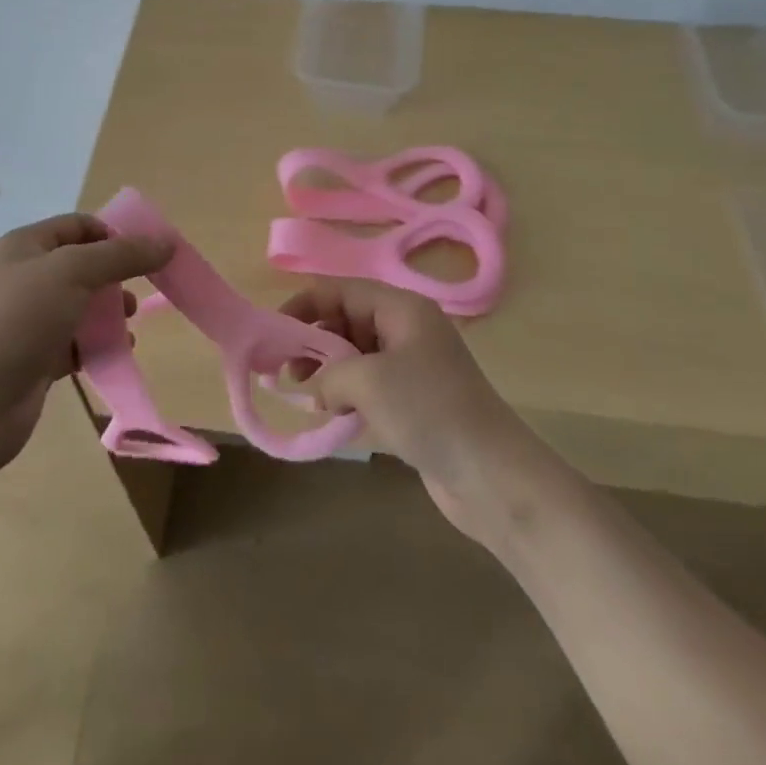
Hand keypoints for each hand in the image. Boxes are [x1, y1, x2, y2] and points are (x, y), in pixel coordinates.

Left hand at [0, 213, 172, 479]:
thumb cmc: (18, 321)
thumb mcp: (73, 272)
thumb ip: (122, 255)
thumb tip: (166, 242)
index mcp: (26, 246)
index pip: (79, 226)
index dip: (114, 234)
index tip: (150, 254)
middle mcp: (25, 278)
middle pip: (82, 266)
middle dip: (116, 276)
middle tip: (143, 291)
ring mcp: (28, 322)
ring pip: (81, 307)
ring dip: (109, 313)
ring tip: (130, 324)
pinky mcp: (34, 361)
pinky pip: (75, 344)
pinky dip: (97, 346)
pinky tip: (118, 353)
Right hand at [284, 279, 540, 544]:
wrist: (491, 474)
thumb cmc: (429, 410)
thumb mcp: (368, 380)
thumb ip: (329, 373)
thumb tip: (316, 390)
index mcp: (402, 308)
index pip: (342, 290)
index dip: (305, 304)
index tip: (273, 331)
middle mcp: (407, 329)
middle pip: (347, 319)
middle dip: (313, 340)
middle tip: (284, 370)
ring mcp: (412, 366)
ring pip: (356, 354)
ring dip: (327, 370)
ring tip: (303, 395)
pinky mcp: (414, 401)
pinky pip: (369, 385)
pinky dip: (346, 394)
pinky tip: (330, 415)